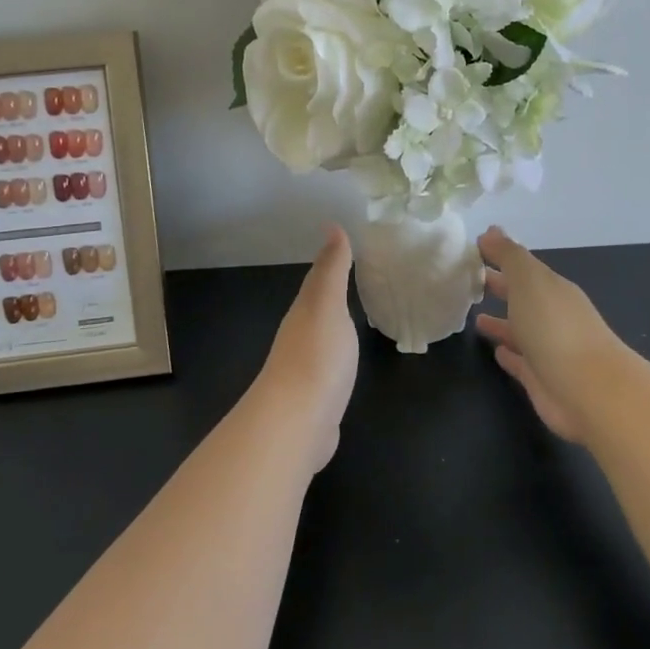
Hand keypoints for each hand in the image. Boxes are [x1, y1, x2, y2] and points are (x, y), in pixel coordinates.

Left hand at [255, 226, 358, 471]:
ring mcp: (304, 369)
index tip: (344, 242)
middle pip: (316, 307)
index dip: (330, 261)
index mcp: (304, 310)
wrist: (296, 422)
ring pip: (320, 336)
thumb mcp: (328, 304)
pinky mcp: (313, 398)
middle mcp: (299, 335)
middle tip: (353, 275)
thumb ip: (332, 269)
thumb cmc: (317, 356)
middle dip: (330, 292)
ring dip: (332, 324)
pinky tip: (343, 361)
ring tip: (350, 315)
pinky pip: (327, 366)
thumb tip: (332, 226)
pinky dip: (336, 357)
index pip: (317, 279)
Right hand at [475, 227, 627, 443]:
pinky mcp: (541, 379)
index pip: (521, 266)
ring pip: (519, 329)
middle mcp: (551, 315)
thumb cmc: (555, 327)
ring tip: (474, 318)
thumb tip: (491, 230)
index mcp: (551, 288)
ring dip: (500, 322)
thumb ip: (509, 255)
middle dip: (499, 286)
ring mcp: (548, 348)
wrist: (589, 390)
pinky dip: (509, 354)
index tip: (471, 250)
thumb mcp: (529, 280)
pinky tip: (495, 351)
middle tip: (468, 279)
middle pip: (521, 296)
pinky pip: (520, 361)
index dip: (498, 256)